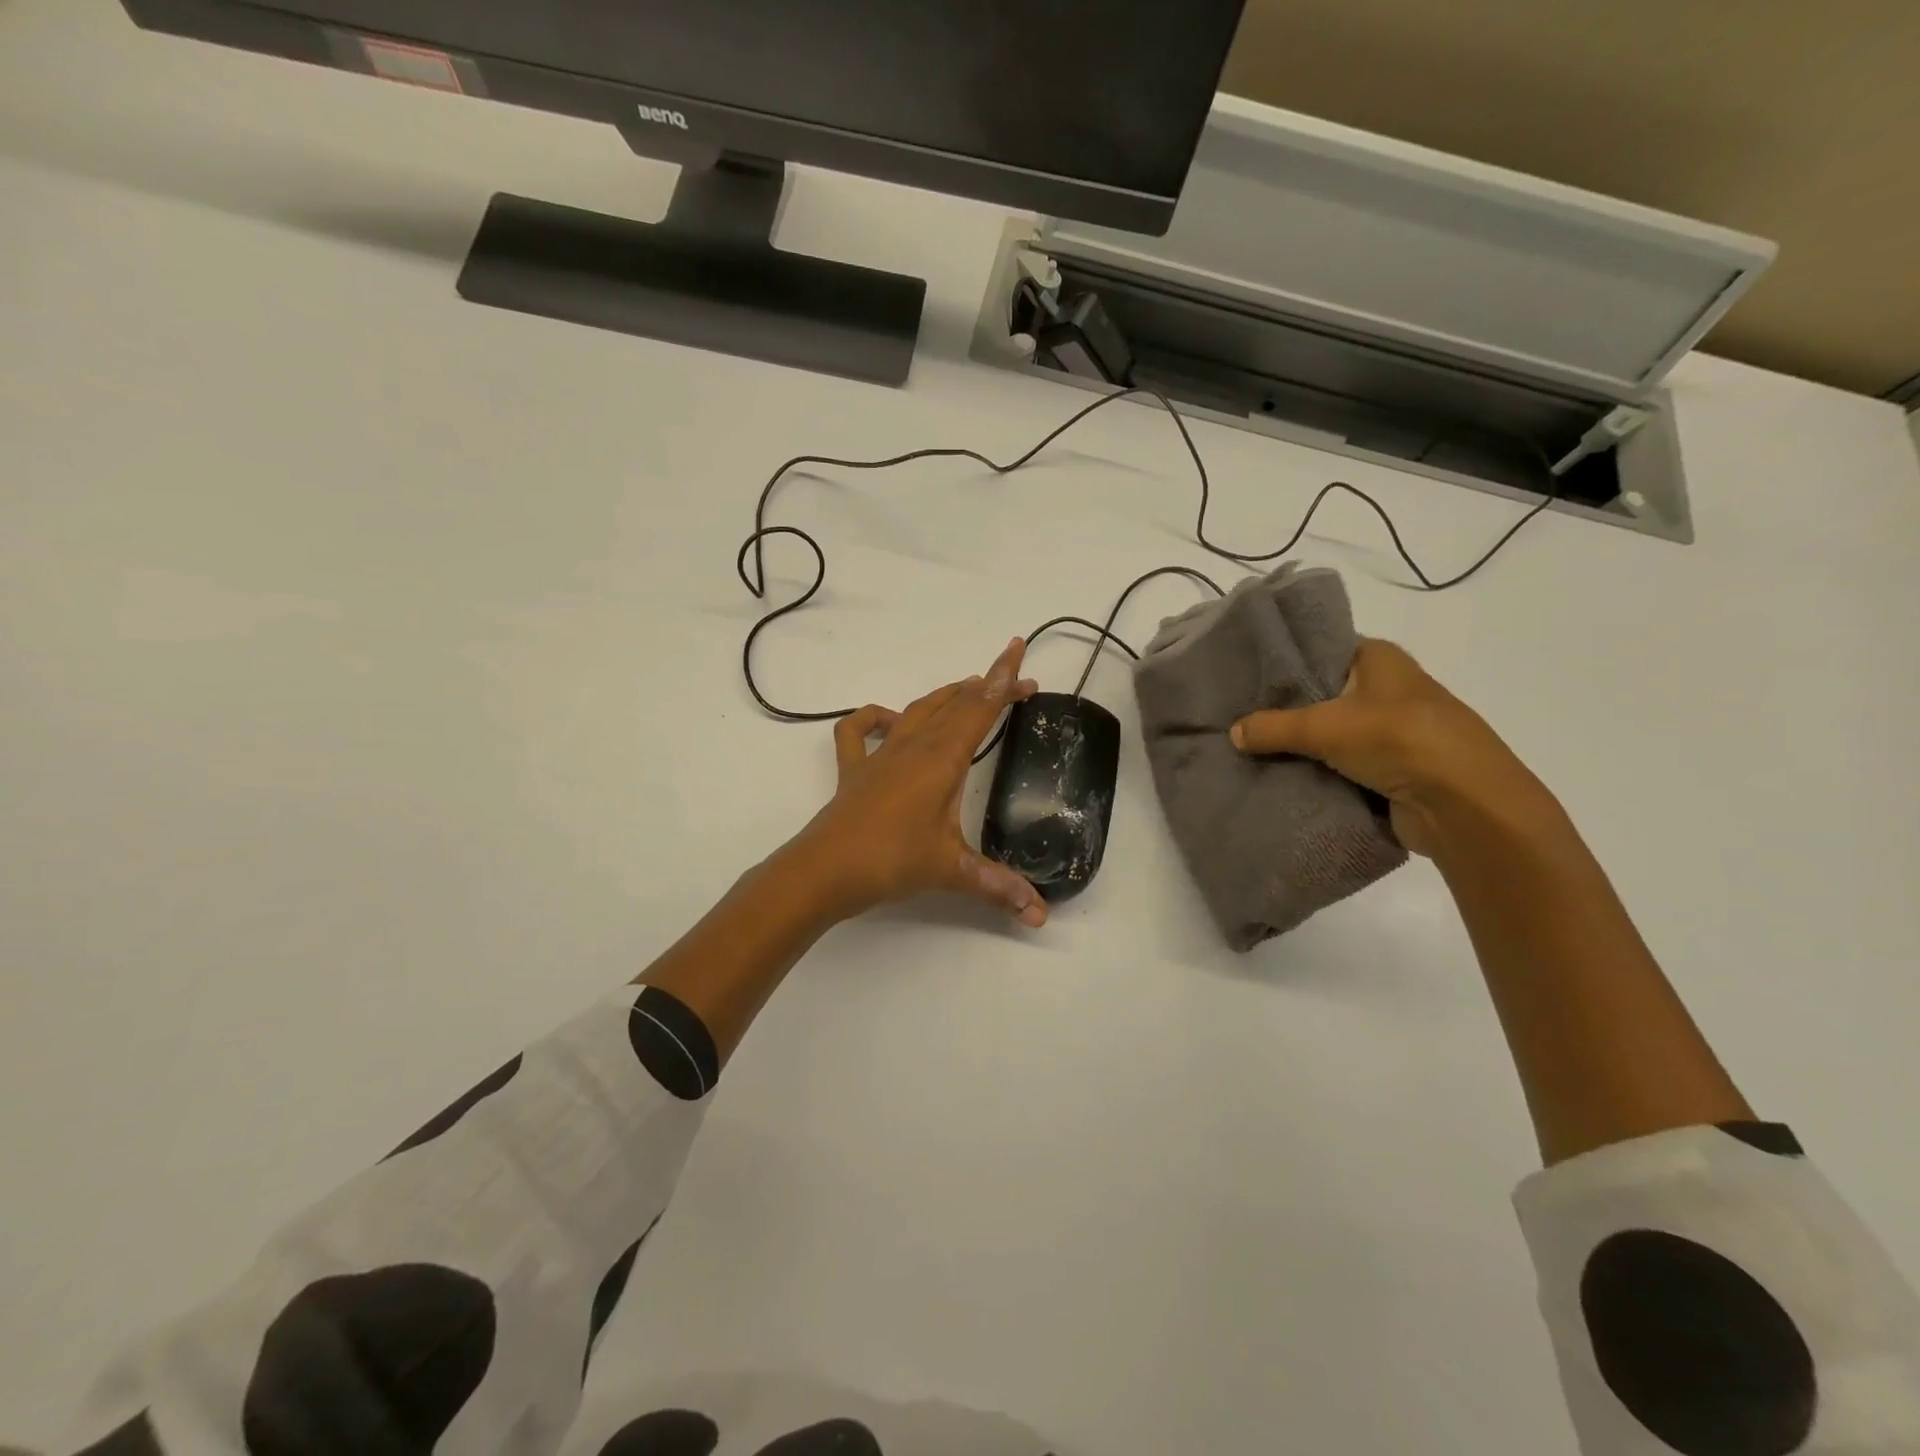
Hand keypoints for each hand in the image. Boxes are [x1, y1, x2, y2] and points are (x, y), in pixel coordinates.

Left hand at [791, 638, 1048, 925]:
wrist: (824, 870)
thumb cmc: (891, 861)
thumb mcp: (951, 870)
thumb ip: (998, 887)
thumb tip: (1040, 915)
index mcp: (942, 759)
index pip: (979, 709)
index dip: (1003, 680)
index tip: (1019, 651)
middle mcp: (912, 746)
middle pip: (954, 703)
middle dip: (987, 687)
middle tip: (1015, 681)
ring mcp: (880, 755)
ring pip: (917, 710)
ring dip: (945, 696)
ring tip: (968, 688)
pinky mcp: (854, 770)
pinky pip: (858, 730)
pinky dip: (873, 717)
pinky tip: (887, 720)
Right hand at [1228, 638, 1548, 855]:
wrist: (1464, 805)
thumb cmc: (1400, 740)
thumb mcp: (1325, 726)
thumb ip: (1273, 727)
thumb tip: (1233, 733)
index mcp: (1379, 659)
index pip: (1320, 649)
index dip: (1283, 662)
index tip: (1243, 676)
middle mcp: (1386, 688)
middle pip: (1320, 693)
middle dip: (1283, 708)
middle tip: (1236, 715)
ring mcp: (1390, 730)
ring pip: (1329, 733)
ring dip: (1298, 745)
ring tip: (1247, 747)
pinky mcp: (1390, 768)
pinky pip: (1340, 765)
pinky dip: (1315, 771)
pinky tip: (1278, 775)